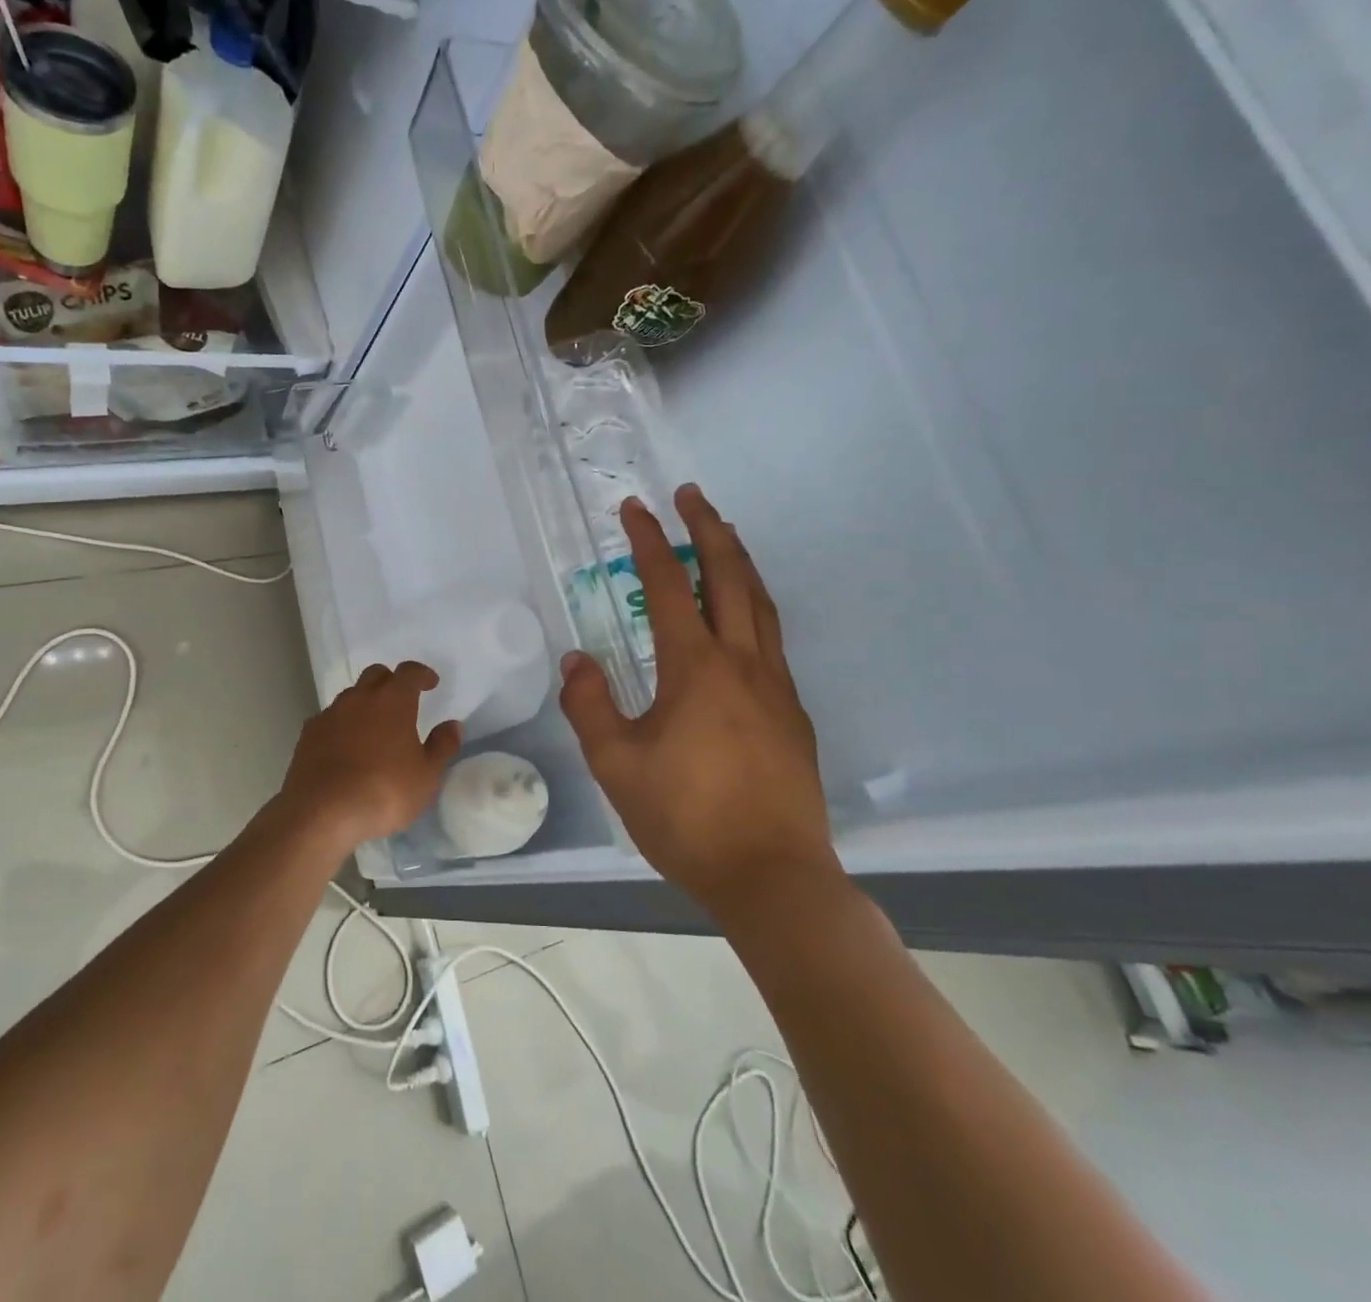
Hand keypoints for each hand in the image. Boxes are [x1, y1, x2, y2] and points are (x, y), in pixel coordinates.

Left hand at [275, 663, 462, 850]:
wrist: (321, 812)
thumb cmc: (384, 791)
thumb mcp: (426, 776)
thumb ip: (441, 747)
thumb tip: (452, 725)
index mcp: (392, 700)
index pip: (409, 672)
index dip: (422, 674)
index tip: (431, 683)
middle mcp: (359, 698)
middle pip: (376, 675)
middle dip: (391, 682)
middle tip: (402, 700)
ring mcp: (330, 714)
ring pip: (351, 696)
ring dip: (365, 703)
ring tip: (374, 728)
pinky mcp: (308, 735)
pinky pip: (330, 719)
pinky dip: (342, 725)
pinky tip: (346, 747)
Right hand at [559, 485, 837, 910]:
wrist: (772, 876)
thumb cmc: (686, 818)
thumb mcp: (616, 765)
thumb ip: (589, 705)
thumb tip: (578, 659)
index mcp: (695, 668)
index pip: (668, 585)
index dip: (649, 541)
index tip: (635, 508)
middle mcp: (742, 663)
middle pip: (728, 576)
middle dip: (708, 528)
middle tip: (691, 495)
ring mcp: (775, 686)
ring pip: (760, 603)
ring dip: (739, 561)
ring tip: (723, 534)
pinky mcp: (792, 713)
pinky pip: (772, 638)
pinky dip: (754, 605)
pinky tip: (742, 616)